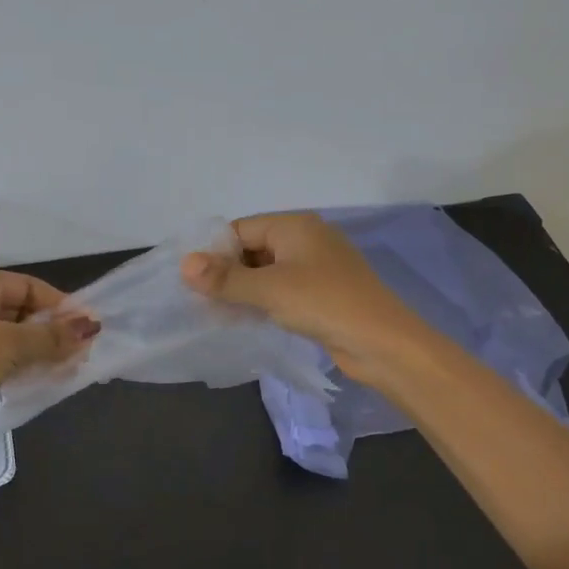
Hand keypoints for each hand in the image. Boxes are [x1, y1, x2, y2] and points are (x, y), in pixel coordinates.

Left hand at [0, 270, 96, 456]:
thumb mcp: (12, 344)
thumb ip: (54, 336)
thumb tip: (92, 326)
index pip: (29, 286)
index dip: (61, 306)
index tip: (88, 328)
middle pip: (20, 310)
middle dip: (52, 330)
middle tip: (81, 352)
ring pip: (10, 336)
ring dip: (39, 350)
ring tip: (68, 369)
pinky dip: (20, 364)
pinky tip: (41, 379)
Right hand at [180, 213, 420, 383]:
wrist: (383, 343)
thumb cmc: (324, 304)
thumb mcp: (269, 290)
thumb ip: (225, 278)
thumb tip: (184, 264)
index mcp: (295, 226)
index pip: (241, 230)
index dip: (214, 252)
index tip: (191, 280)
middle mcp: (305, 239)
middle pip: (253, 249)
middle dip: (227, 273)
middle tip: (199, 301)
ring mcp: (316, 268)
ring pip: (267, 273)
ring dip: (243, 291)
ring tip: (215, 314)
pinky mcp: (322, 294)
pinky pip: (282, 290)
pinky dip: (263, 301)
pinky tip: (244, 320)